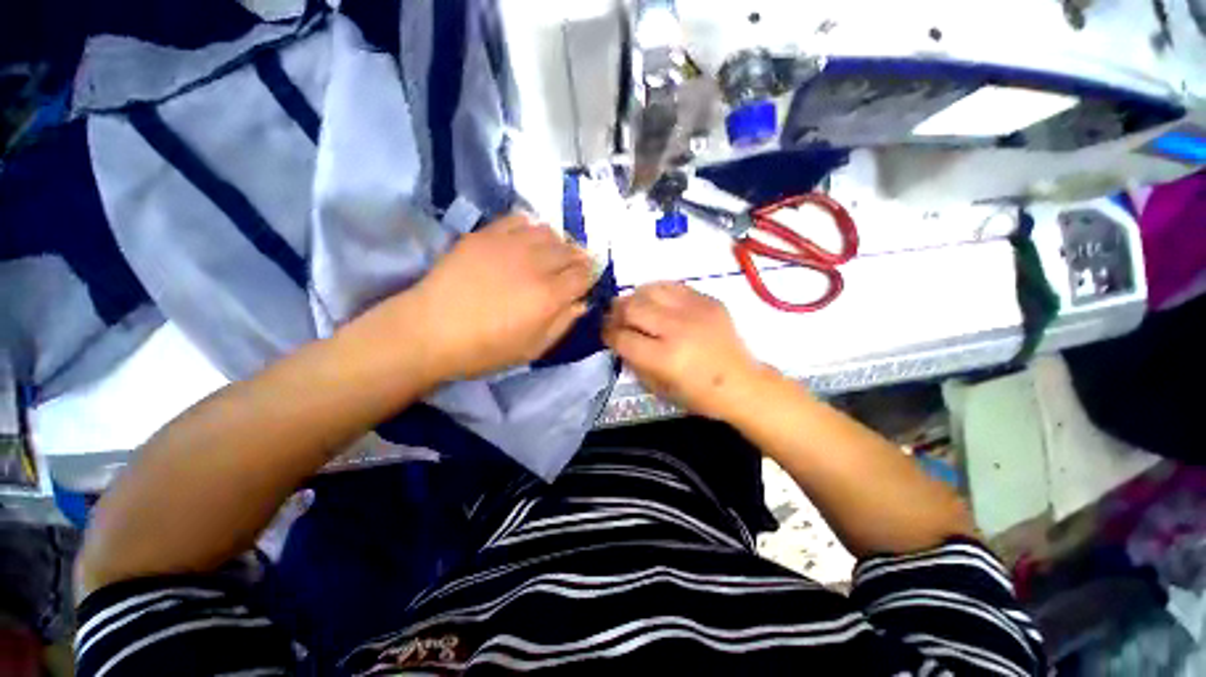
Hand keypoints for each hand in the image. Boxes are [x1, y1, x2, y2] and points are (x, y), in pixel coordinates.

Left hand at [407, 213, 594, 379]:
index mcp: (549, 296)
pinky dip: (531, 227)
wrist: (431, 330)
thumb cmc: (485, 349)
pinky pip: (519, 220)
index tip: (590, 277)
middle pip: (570, 250)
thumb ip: (563, 324)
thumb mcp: (533, 349)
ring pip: (549, 231)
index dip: (591, 274)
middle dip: (579, 257)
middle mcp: (535, 265)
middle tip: (575, 266)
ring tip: (552, 253)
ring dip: (558, 242)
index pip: (584, 274)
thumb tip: (581, 303)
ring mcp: (509, 245)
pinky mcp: (486, 235)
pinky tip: (528, 239)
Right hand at [603, 282, 770, 419]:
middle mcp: (678, 329)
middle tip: (615, 319)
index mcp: (665, 358)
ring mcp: (695, 310)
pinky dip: (657, 292)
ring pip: (649, 289)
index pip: (622, 337)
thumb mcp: (658, 387)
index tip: (605, 333)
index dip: (608, 334)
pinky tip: (656, 302)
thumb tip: (618, 338)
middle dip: (616, 313)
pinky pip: (672, 286)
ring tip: (634, 308)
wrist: (742, 382)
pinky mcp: (708, 300)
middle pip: (632, 308)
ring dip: (635, 298)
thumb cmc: (698, 394)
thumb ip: (633, 361)